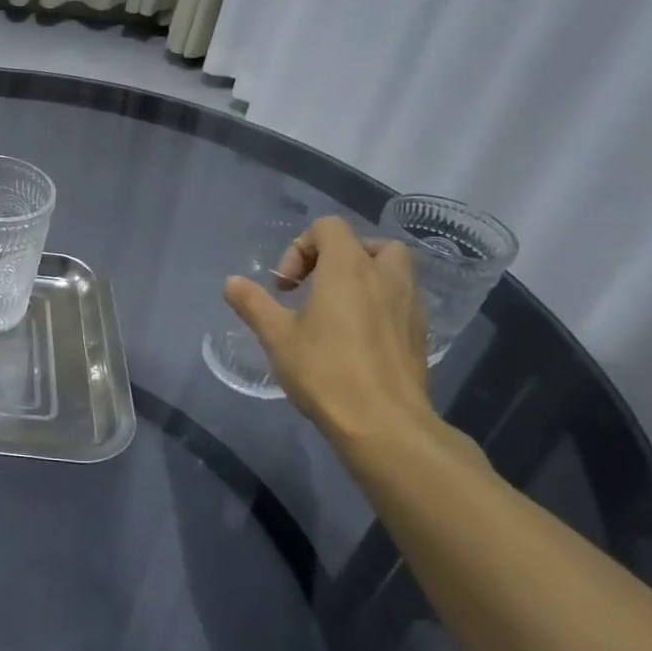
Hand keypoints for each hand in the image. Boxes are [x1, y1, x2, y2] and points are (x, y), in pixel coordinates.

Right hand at [223, 215, 434, 446]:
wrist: (384, 423)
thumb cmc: (325, 371)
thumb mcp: (276, 336)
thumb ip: (253, 303)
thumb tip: (231, 282)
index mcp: (348, 268)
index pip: (328, 227)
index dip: (300, 247)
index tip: (286, 286)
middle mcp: (385, 276)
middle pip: (368, 243)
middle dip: (339, 257)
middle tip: (316, 288)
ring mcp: (410, 304)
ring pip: (392, 271)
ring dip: (364, 279)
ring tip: (337, 311)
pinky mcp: (420, 333)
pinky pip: (401, 301)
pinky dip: (380, 305)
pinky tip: (358, 338)